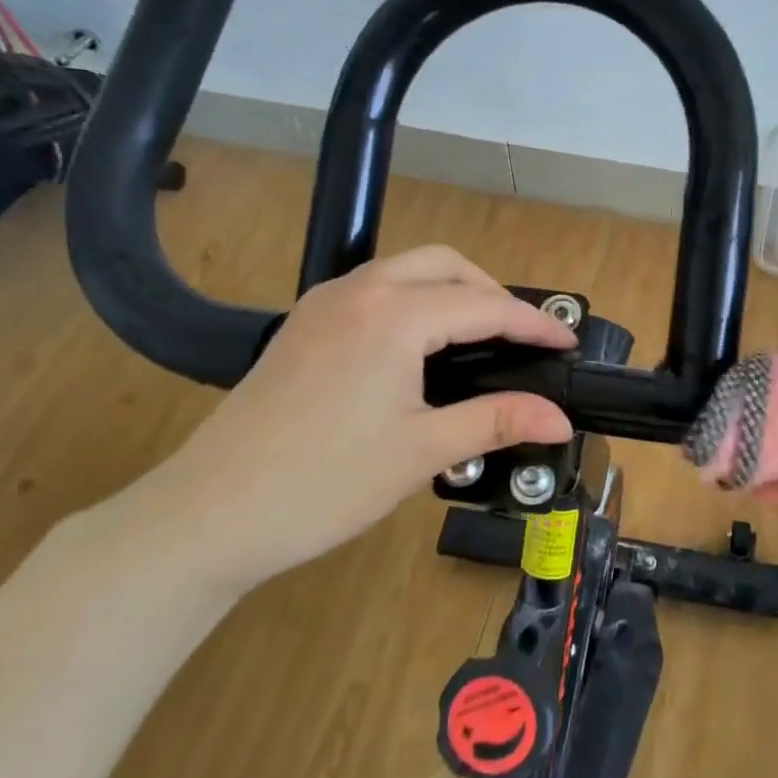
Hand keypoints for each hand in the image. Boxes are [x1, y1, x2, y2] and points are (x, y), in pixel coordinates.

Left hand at [109, 246, 575, 595]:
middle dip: (490, 291)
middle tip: (520, 338)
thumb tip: (560, 417)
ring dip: (450, 290)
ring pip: (405, 271)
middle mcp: (358, 291)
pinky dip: (413, 301)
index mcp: (393, 316)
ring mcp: (323, 304)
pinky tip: (421, 347)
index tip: (567, 344)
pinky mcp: (303, 325)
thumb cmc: (324, 483)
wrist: (210, 513)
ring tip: (479, 339)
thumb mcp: (422, 451)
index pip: (483, 305)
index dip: (532, 324)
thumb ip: (495, 421)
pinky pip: (374, 290)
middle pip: (443, 264)